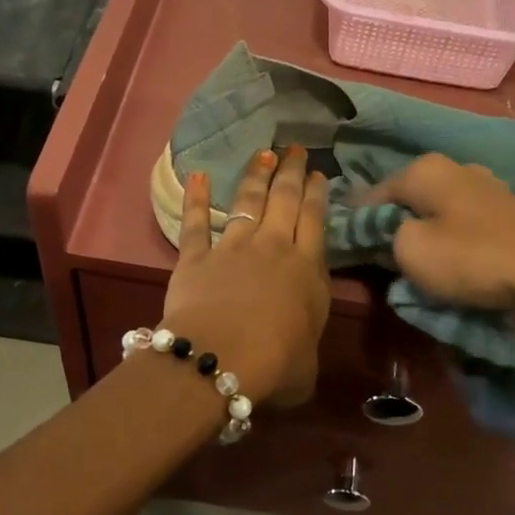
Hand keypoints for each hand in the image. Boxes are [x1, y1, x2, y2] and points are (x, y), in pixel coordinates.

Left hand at [163, 147, 332, 405]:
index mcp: (307, 271)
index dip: (317, 194)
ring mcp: (233, 248)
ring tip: (263, 153)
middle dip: (292, 172)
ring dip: (256, 175)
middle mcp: (273, 249)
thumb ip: (305, 344)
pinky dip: (196, 198)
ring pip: (247, 202)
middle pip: (285, 201)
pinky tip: (197, 175)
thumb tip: (300, 347)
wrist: (220, 359)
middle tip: (295, 149)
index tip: (319, 174)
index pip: (315, 221)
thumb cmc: (275, 366)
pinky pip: (196, 223)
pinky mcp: (196, 257)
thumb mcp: (308, 364)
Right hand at [366, 153, 514, 311]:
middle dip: (393, 224)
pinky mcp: (510, 212)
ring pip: (438, 210)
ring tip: (418, 264)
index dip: (357, 220)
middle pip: (408, 198)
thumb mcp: (409, 250)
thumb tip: (387, 231)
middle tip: (381, 258)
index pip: (373, 193)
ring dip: (425, 233)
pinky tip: (455, 261)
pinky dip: (453, 240)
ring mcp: (487, 188)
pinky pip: (465, 224)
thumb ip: (385, 235)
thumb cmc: (471, 258)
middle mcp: (456, 168)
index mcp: (425, 169)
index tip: (347, 246)